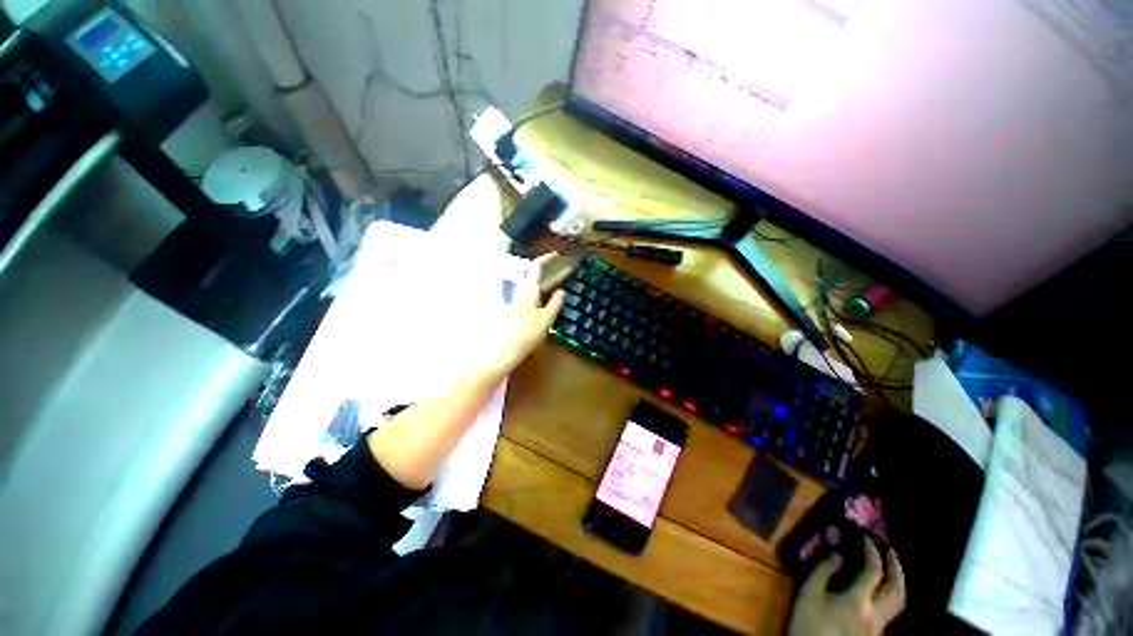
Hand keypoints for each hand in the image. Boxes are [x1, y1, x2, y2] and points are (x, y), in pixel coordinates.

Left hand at [484, 252, 564, 374]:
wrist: (503, 350)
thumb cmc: (525, 333)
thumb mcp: (545, 318)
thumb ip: (555, 303)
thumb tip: (562, 292)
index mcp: (528, 289)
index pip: (536, 267)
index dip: (547, 258)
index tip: (558, 254)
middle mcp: (522, 292)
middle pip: (537, 277)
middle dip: (552, 272)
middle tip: (568, 271)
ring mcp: (519, 302)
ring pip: (536, 288)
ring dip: (549, 283)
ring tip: (563, 284)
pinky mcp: (518, 311)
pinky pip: (534, 297)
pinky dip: (544, 294)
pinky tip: (551, 301)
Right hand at [789, 539, 905, 635]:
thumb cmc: (809, 623)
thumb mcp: (808, 593)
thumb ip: (823, 571)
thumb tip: (838, 554)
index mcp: (859, 601)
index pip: (874, 571)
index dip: (872, 551)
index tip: (866, 536)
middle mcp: (876, 613)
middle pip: (898, 590)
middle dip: (896, 567)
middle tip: (889, 550)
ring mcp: (878, 626)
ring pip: (899, 603)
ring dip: (898, 581)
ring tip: (890, 567)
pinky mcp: (874, 633)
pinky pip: (890, 610)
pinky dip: (890, 594)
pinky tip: (880, 590)